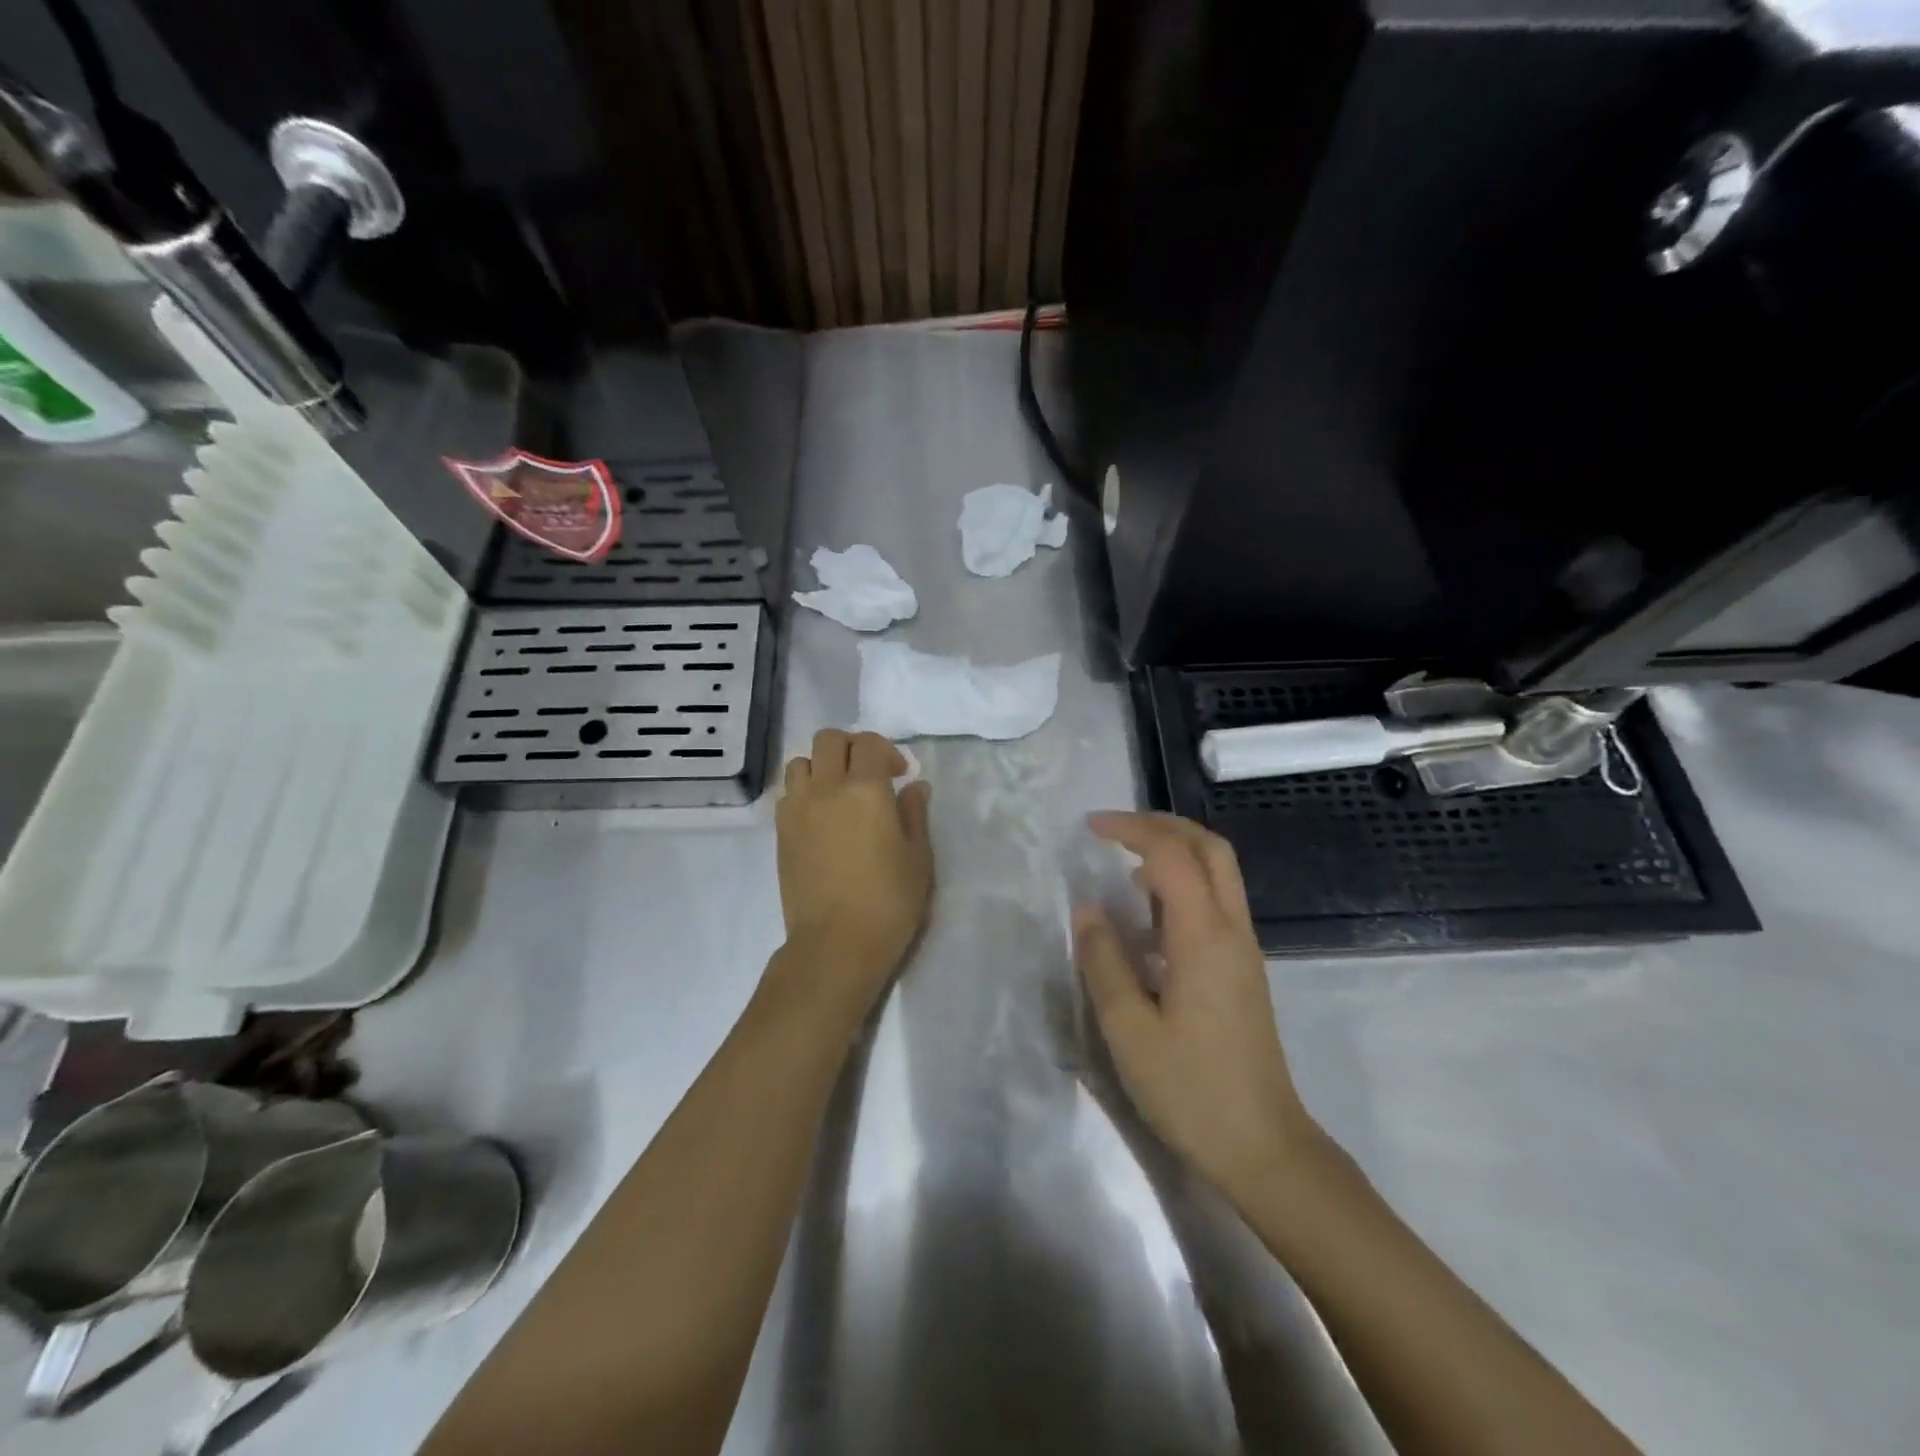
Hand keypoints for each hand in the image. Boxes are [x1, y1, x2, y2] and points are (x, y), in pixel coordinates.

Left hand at [775, 730, 933, 1014]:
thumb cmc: (888, 903)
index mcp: (866, 790)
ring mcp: (797, 809)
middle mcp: (826, 788)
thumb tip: (914, 786)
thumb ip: (914, 814)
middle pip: (829, 740)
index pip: (869, 744)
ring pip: (800, 762)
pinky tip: (821, 816)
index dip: (887, 751)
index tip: (899, 775)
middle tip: (869, 773)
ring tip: (838, 791)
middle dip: (851, 747)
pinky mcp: (781, 832)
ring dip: (821, 766)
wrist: (835, 945)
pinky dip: (804, 791)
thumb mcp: (918, 858)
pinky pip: (787, 793)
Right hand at [1073, 811, 1319, 1204]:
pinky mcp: (1242, 970)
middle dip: (1162, 825)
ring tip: (1123, 867)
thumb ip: (1104, 962)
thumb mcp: (1128, 1029)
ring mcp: (1242, 950)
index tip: (1089, 828)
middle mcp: (1231, 930)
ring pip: (1218, 873)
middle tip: (1114, 830)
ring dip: (1174, 852)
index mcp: (1203, 936)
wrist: (1264, 1148)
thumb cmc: (1191, 1090)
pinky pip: (1215, 903)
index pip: (1171, 854)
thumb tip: (1087, 909)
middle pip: (1210, 848)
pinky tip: (1147, 919)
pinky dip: (1182, 886)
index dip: (1131, 829)